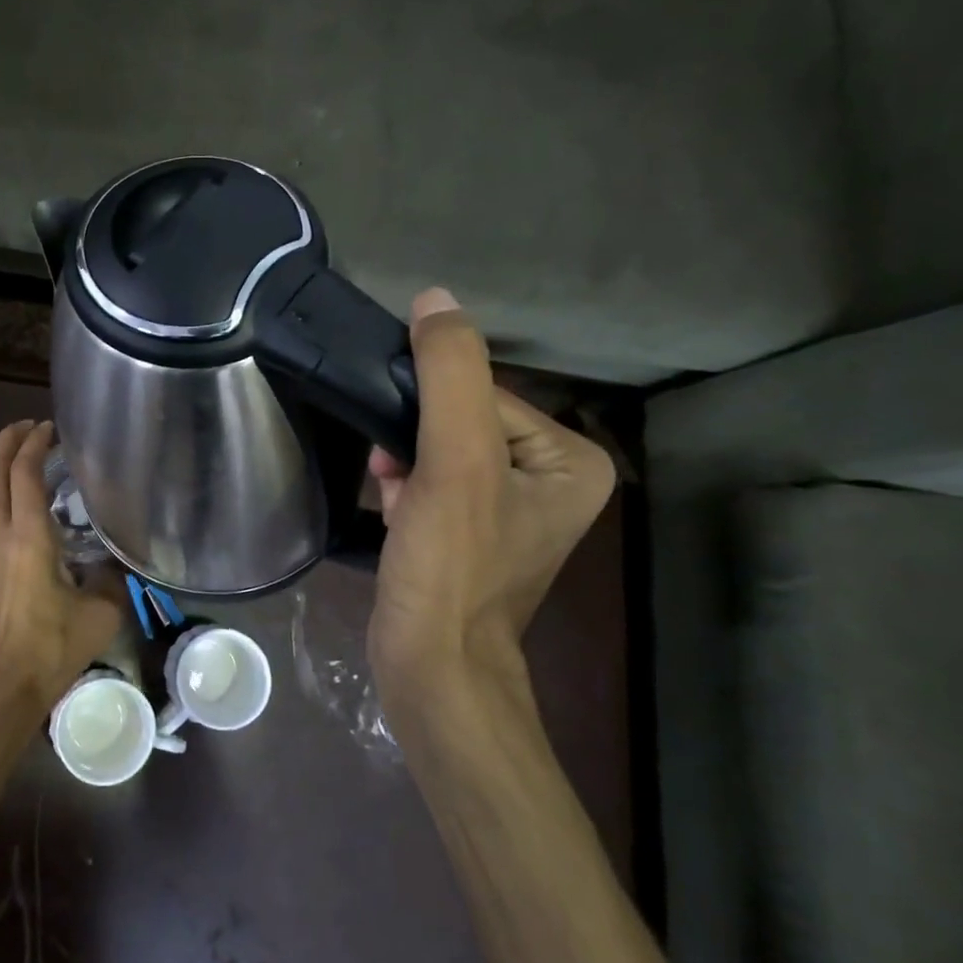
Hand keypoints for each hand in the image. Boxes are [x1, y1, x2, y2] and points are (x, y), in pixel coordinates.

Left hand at [0, 421, 121, 718]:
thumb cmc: (51, 651)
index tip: (49, 429)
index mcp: (29, 537)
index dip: (35, 444)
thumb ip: (111, 579)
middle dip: (8, 442)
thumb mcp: (101, 614)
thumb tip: (115, 564)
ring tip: (8, 457)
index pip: (25, 473)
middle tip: (29, 428)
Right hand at [366, 290, 616, 725]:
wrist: (431, 665)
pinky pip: (432, 484)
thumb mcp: (456, 463)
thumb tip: (435, 298)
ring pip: (439, 453)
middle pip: (461, 424)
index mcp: (572, 459)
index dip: (432, 413)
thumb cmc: (453, 566)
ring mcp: (508, 510)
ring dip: (403, 466)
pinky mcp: (470, 533)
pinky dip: (404, 490)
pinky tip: (390, 511)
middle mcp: (550, 480)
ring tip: (391, 496)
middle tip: (394, 477)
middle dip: (416, 444)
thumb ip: (451, 374)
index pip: (486, 396)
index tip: (403, 450)